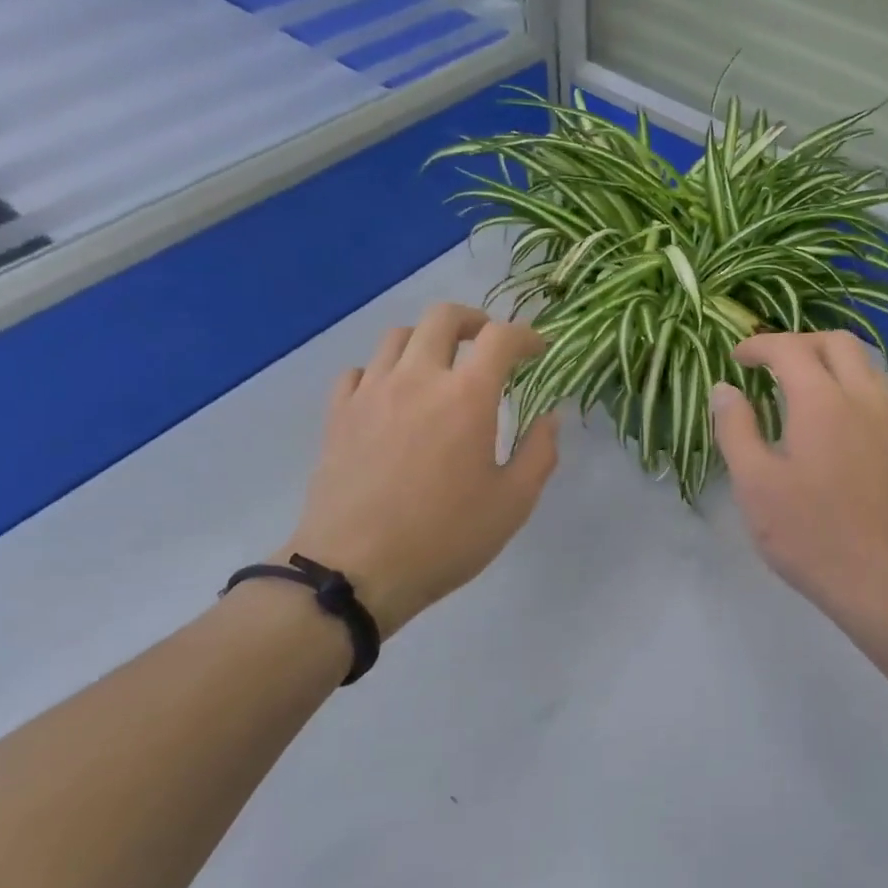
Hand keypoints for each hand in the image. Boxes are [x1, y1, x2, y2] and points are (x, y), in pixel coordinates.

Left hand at [281, 303, 557, 637]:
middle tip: (488, 344)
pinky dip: (383, 370)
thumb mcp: (513, 503)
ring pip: (397, 336)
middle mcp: (418, 378)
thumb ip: (540, 452)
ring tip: (440, 367)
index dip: (527, 335)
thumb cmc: (446, 538)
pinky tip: (392, 397)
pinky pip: (360, 370)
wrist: (356, 570)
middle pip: (442, 317)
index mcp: (467, 396)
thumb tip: (549, 417)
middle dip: (474, 321)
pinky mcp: (338, 414)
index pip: (501, 338)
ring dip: (427, 341)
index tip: (538, 350)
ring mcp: (371, 392)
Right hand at [711, 331, 887, 626]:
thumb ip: (736, 428)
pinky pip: (877, 393)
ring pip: (864, 365)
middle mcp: (865, 397)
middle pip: (836, 342)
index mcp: (823, 401)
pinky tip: (831, 423)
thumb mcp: (755, 484)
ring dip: (828, 362)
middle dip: (798, 343)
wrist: (886, 581)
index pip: (789, 349)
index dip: (759, 345)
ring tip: (797, 390)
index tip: (736, 359)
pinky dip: (849, 386)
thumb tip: (725, 389)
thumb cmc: (810, 534)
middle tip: (768, 366)